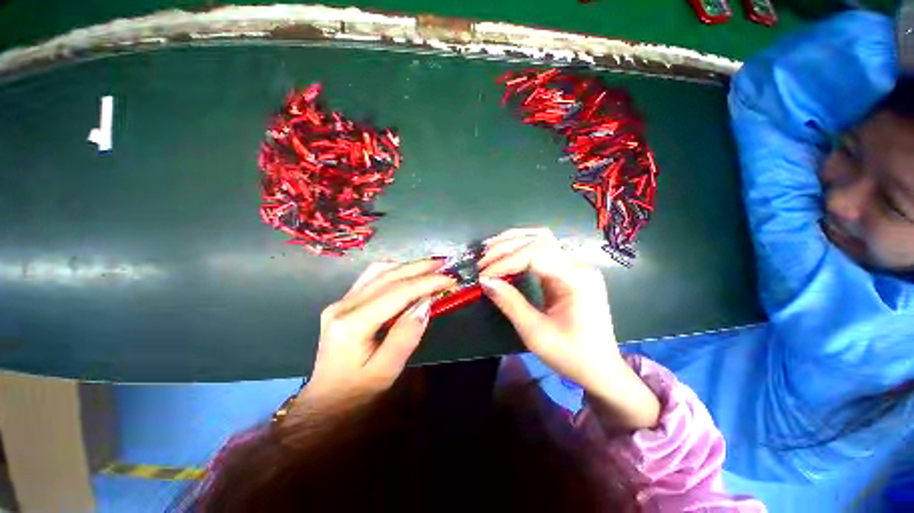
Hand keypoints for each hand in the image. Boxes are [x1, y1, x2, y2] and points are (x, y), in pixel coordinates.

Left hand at [292, 260, 455, 417]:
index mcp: (352, 324)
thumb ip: (406, 336)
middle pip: (388, 276)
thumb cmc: (358, 391)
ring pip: (379, 271)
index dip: (425, 282)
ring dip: (408, 266)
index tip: (449, 278)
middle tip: (444, 264)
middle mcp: (344, 305)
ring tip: (431, 266)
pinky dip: (395, 270)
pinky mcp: (345, 301)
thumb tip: (425, 304)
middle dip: (420, 268)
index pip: (396, 293)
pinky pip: (373, 277)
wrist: (327, 399)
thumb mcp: (386, 371)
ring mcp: (342, 301)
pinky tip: (409, 271)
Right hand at [479, 228, 659, 428]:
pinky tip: (504, 254)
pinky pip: (542, 251)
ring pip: (541, 239)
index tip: (483, 275)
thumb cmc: (571, 355)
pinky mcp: (567, 271)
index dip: (506, 262)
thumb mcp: (536, 333)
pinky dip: (520, 249)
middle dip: (506, 247)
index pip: (536, 255)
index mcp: (576, 279)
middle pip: (539, 240)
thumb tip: (485, 281)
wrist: (599, 368)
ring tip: (489, 249)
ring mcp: (574, 266)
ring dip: (513, 241)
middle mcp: (578, 265)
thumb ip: (510, 303)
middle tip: (482, 261)